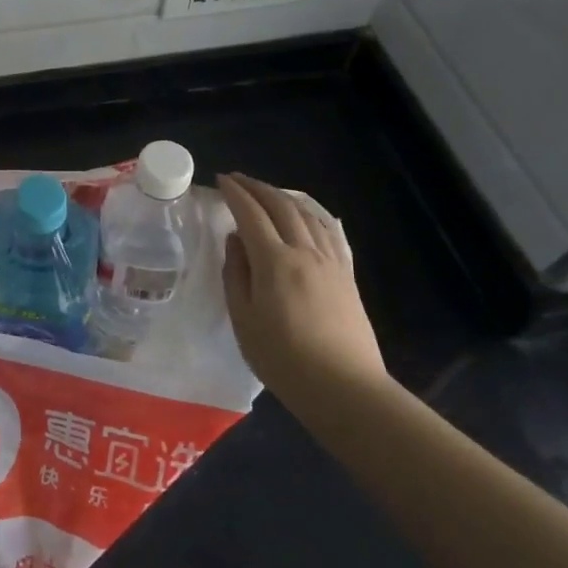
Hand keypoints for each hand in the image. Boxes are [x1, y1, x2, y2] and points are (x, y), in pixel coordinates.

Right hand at [217, 173, 386, 407]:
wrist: (344, 388)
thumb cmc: (283, 358)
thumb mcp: (244, 319)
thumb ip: (236, 274)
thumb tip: (235, 240)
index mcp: (275, 261)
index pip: (251, 215)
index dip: (235, 194)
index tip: (220, 180)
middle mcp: (305, 252)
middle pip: (282, 206)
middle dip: (258, 187)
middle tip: (238, 179)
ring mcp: (331, 262)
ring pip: (308, 214)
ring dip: (284, 197)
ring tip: (267, 193)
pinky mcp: (347, 276)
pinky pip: (328, 232)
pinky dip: (311, 214)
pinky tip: (306, 215)